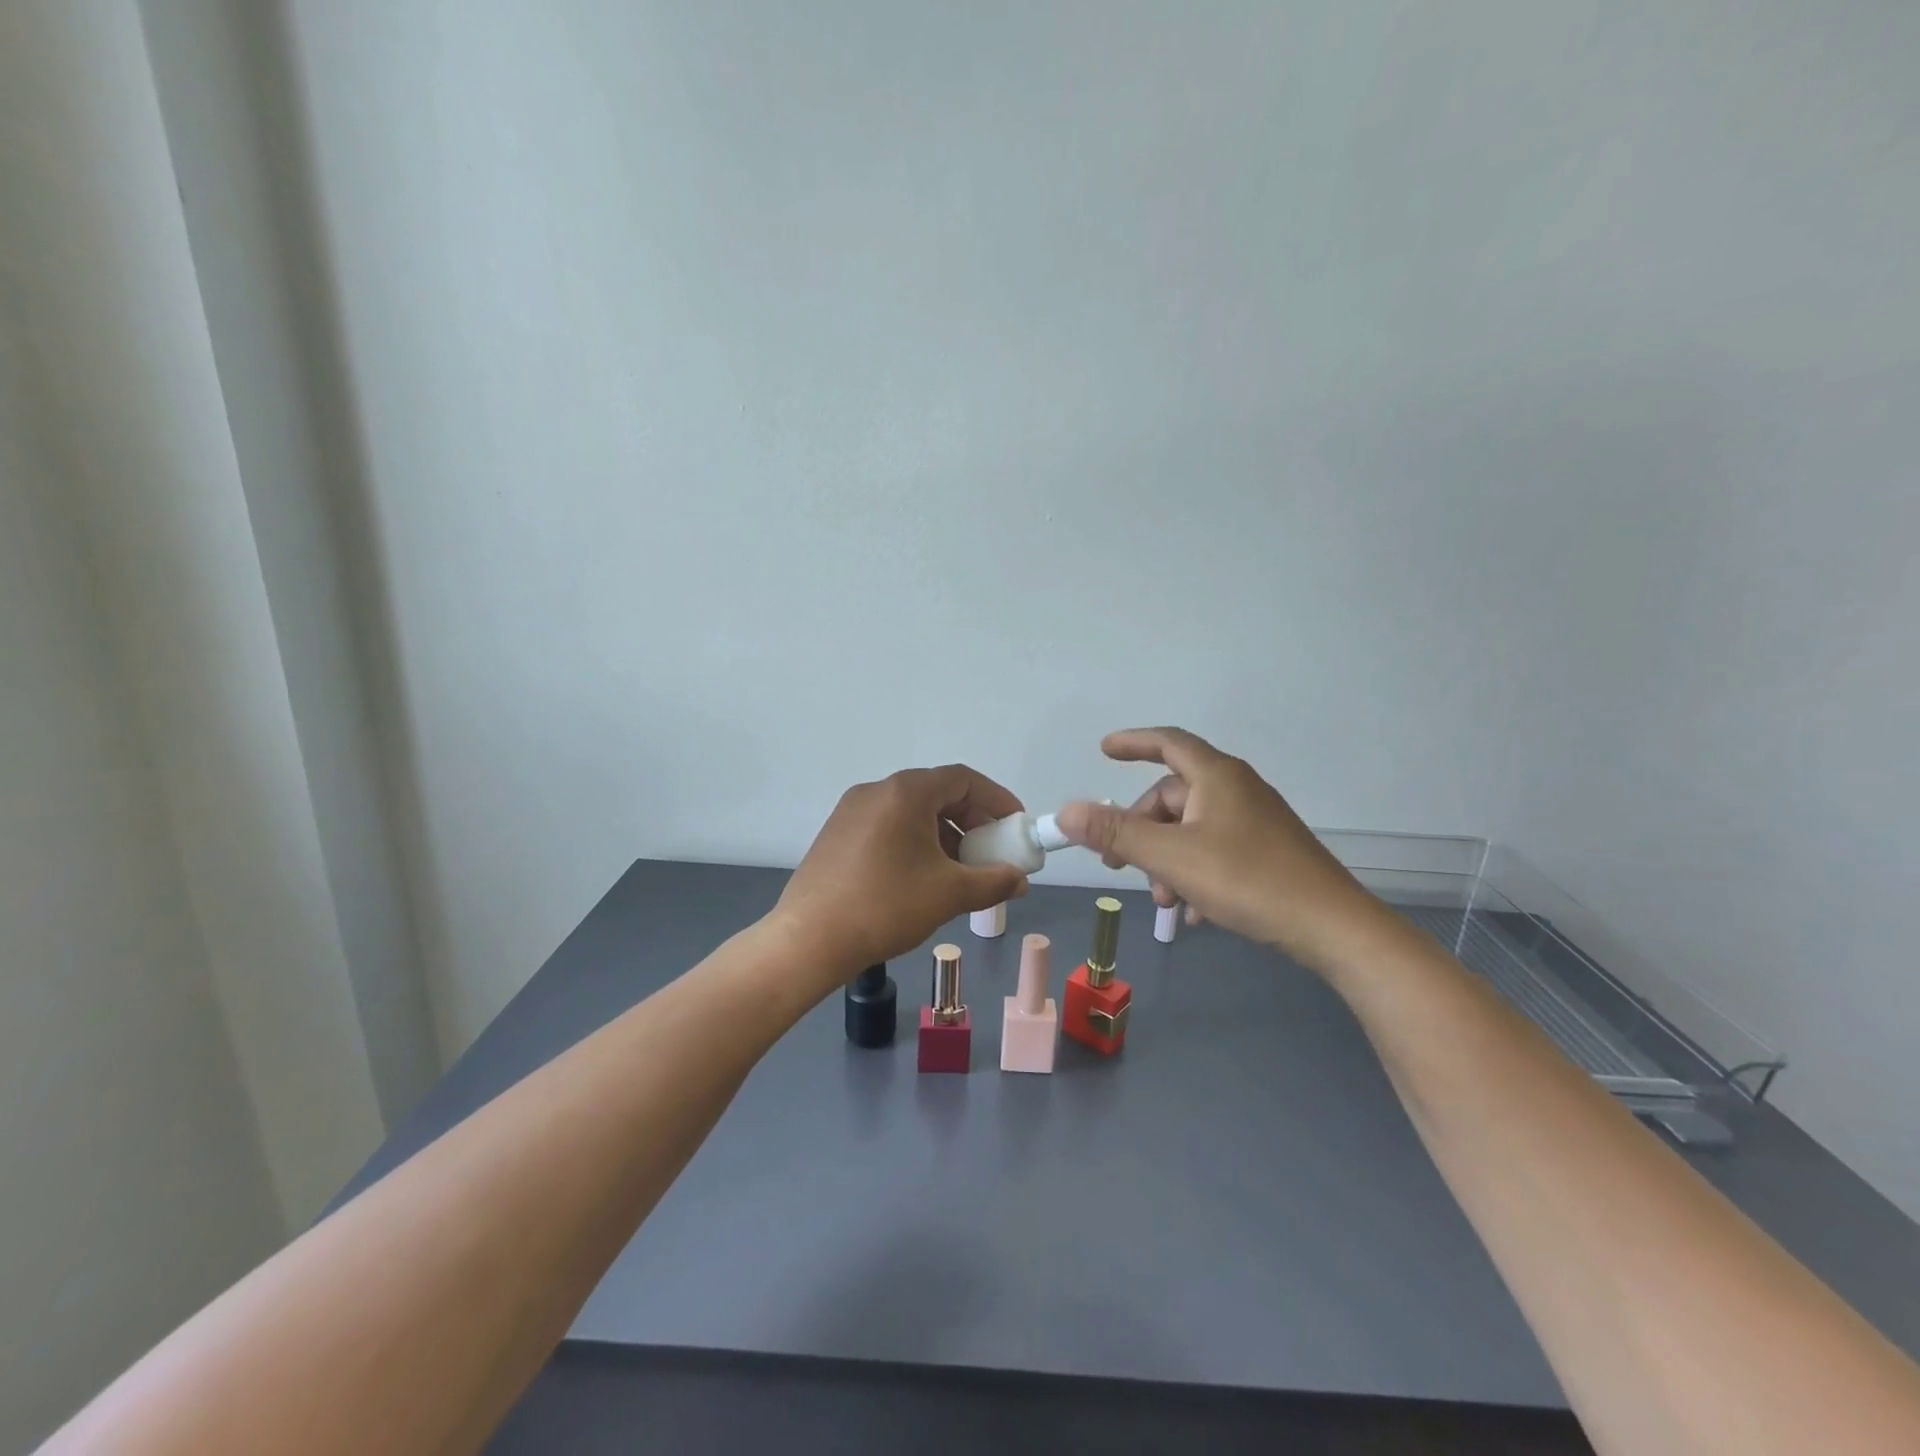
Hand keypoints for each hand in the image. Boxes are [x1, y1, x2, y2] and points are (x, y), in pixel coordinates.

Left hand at [774, 765, 1029, 992]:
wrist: (809, 939)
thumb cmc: (886, 906)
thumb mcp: (950, 894)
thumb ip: (994, 881)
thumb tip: (1020, 880)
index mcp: (905, 792)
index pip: (963, 778)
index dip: (996, 799)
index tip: (1014, 825)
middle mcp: (876, 790)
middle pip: (936, 792)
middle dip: (972, 819)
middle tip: (991, 850)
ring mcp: (851, 811)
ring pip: (911, 812)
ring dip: (944, 834)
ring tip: (960, 870)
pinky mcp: (836, 834)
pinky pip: (888, 826)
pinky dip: (915, 842)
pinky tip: (922, 877)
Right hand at [1054, 728, 1393, 973]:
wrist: (1332, 927)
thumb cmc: (1247, 879)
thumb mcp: (1171, 857)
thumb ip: (1116, 833)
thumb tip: (1066, 812)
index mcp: (1216, 777)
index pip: (1167, 742)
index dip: (1133, 743)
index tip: (1103, 751)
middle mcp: (1237, 789)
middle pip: (1173, 796)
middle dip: (1142, 830)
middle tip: (1119, 865)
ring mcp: (1256, 821)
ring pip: (1192, 829)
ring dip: (1166, 861)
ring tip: (1163, 901)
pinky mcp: (1268, 852)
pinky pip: (1216, 851)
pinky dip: (1194, 874)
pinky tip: (1192, 912)